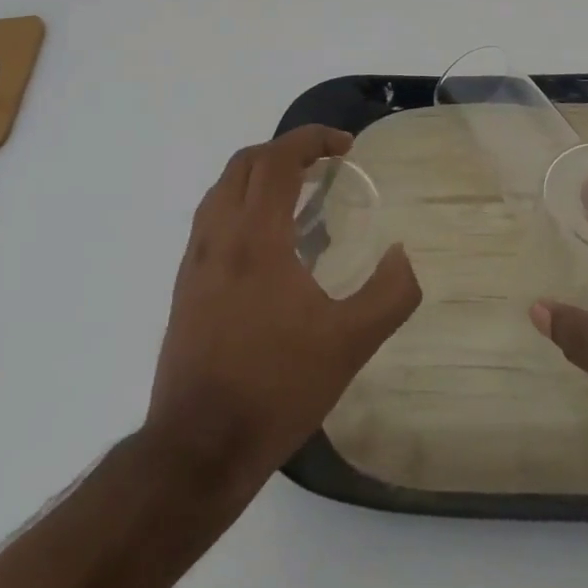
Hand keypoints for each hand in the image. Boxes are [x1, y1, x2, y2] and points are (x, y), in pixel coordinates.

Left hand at [146, 125, 421, 495]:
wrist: (198, 448)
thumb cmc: (277, 387)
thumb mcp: (350, 344)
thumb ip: (390, 294)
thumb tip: (402, 254)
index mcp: (256, 237)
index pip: (277, 159)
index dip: (312, 139)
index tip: (345, 146)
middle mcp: (218, 236)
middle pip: (245, 163)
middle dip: (285, 150)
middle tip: (323, 164)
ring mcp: (195, 261)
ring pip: (222, 189)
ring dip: (258, 175)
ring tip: (297, 195)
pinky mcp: (184, 287)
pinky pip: (211, 220)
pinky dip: (240, 204)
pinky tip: (266, 243)